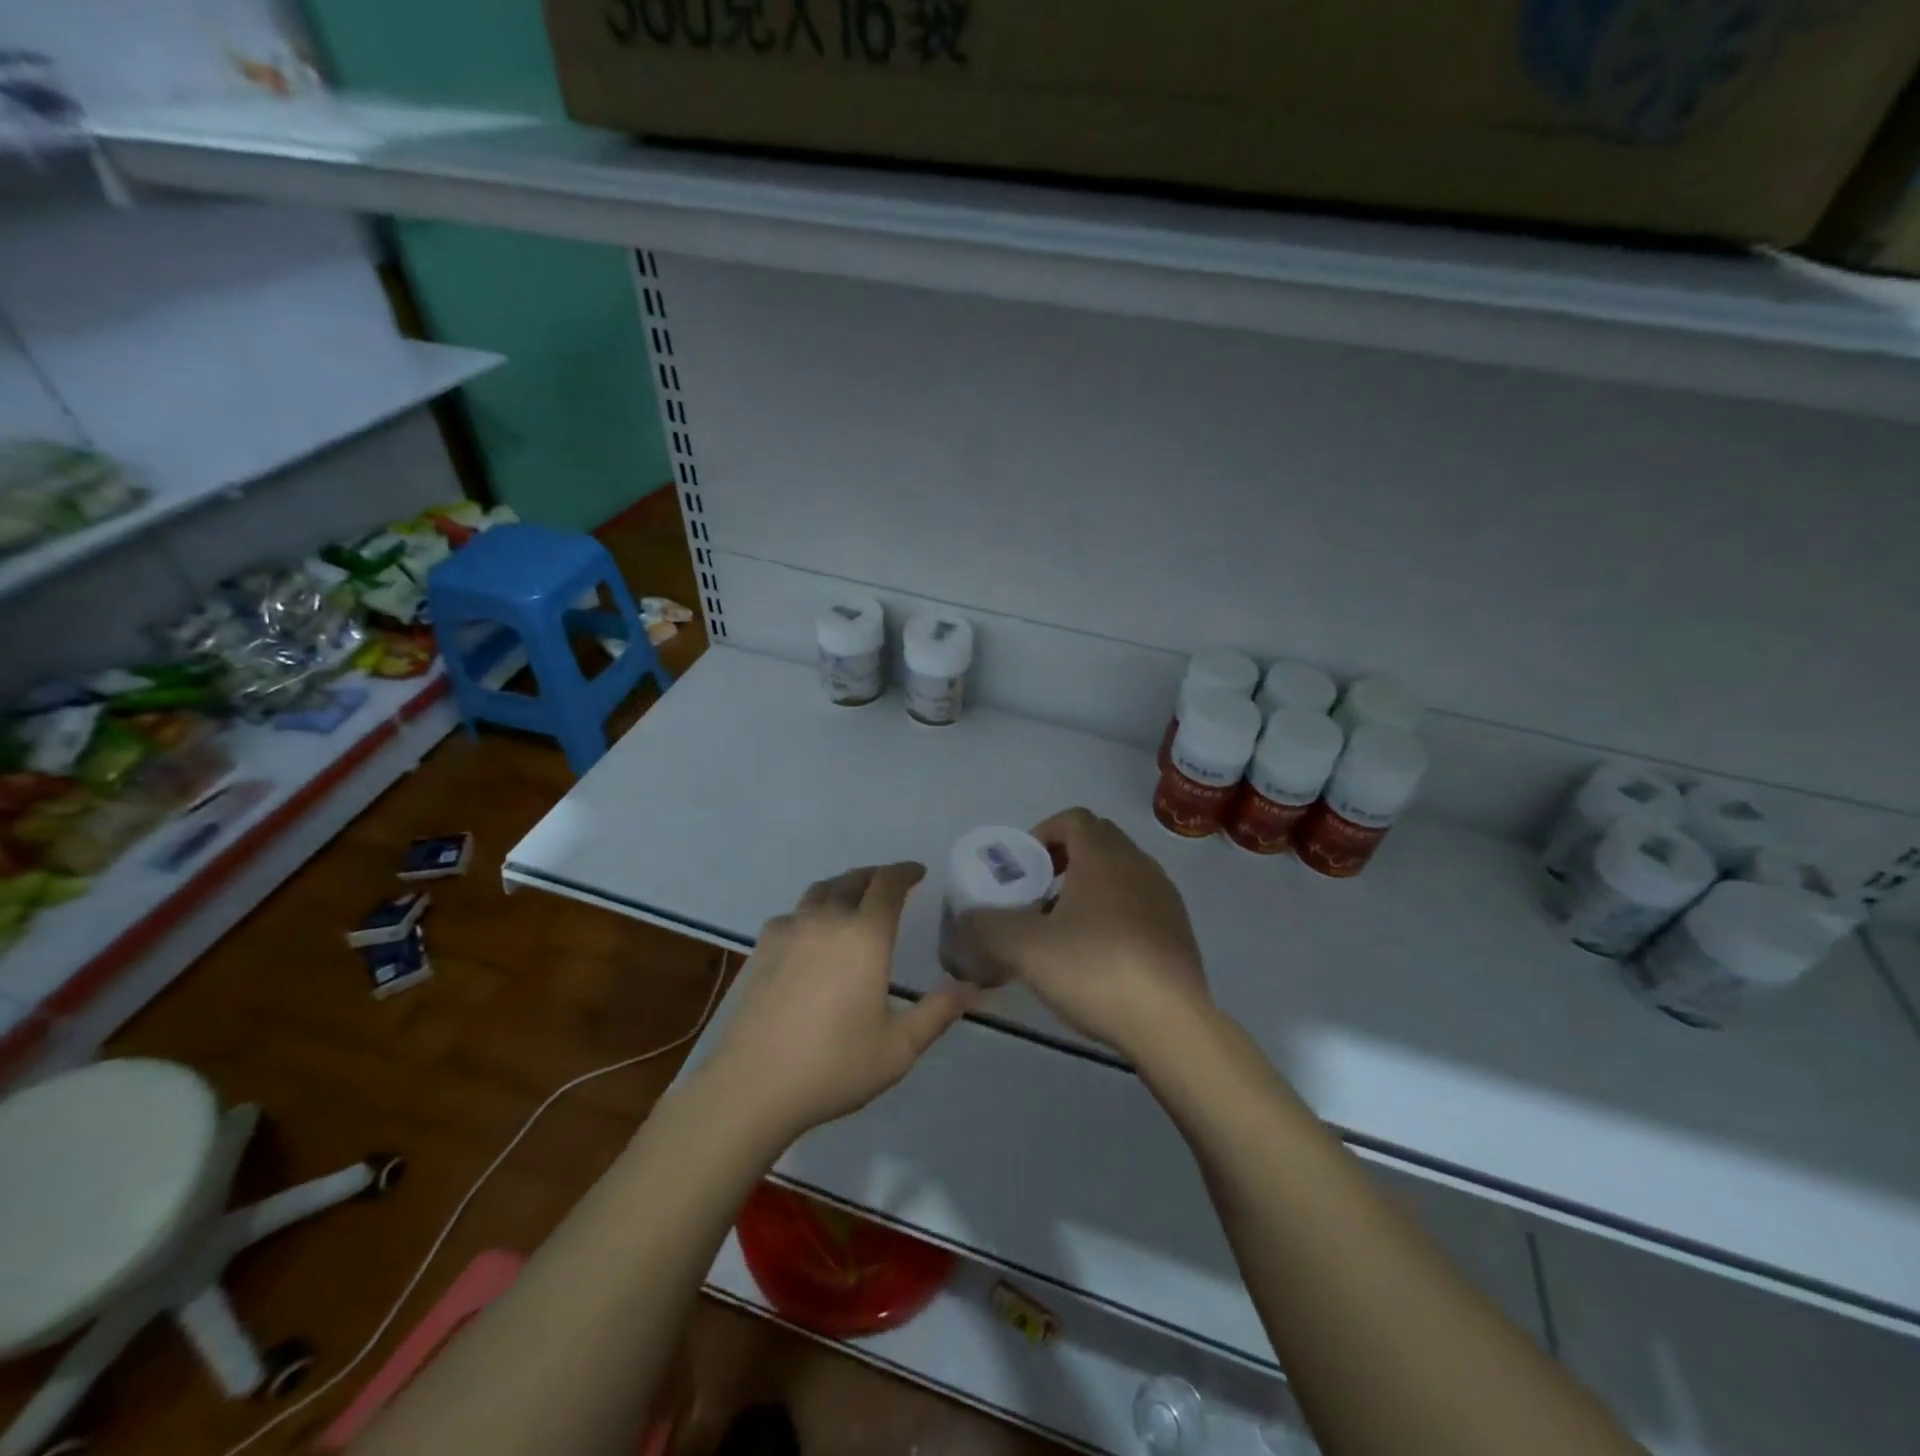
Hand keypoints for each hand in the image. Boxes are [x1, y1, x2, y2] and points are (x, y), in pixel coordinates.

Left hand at [707, 862, 975, 1142]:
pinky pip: (791, 914)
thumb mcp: (899, 1047)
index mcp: (865, 936)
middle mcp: (827, 921)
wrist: (753, 1086)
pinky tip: (810, 932)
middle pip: (853, 879)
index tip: (918, 872)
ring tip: (853, 899)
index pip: (888, 884)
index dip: (905, 872)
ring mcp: (789, 932)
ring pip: (820, 891)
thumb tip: (972, 987)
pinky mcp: (761, 949)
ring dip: (843, 886)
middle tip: (891, 884)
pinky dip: (810, 911)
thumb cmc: (834, 1066)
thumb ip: (938, 1012)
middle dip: (876, 876)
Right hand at [965, 808, 1211, 1061]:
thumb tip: (966, 918)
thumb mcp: (1025, 948)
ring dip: (1090, 887)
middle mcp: (1138, 864)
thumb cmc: (1094, 969)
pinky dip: (1115, 912)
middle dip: (1063, 860)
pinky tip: (1099, 955)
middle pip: (1097, 841)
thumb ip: (987, 926)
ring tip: (1065, 928)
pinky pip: (1140, 902)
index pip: (1072, 818)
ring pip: (1120, 873)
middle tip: (1038, 895)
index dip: (1042, 834)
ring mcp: (1165, 896)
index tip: (1024, 868)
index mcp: (1104, 856)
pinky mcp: (1179, 929)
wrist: (1170, 1023)